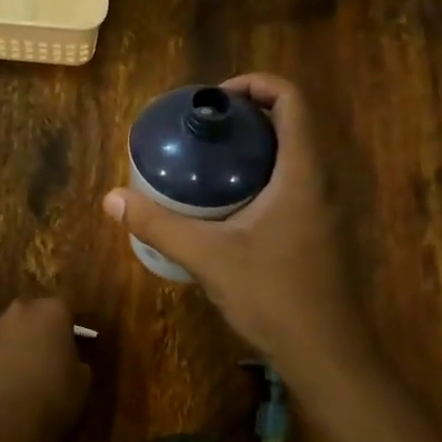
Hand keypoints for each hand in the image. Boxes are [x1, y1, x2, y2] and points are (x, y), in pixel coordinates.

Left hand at [0, 297, 89, 441]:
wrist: (6, 420)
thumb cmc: (54, 396)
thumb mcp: (83, 381)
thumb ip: (78, 361)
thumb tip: (71, 361)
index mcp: (52, 310)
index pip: (65, 311)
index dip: (68, 331)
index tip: (71, 350)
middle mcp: (22, 309)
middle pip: (35, 314)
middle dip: (40, 331)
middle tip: (48, 357)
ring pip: (12, 330)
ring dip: (18, 343)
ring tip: (25, 373)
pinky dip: (1, 359)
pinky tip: (7, 383)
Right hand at [103, 74, 360, 373]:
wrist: (329, 358)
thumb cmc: (275, 297)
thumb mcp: (208, 257)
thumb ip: (159, 225)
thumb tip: (112, 199)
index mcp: (302, 173)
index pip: (292, 100)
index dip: (256, 83)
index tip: (215, 99)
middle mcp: (320, 181)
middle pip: (292, 122)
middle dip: (248, 114)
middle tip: (203, 128)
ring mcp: (324, 209)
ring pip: (293, 155)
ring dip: (254, 146)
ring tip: (207, 159)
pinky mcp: (319, 232)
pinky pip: (292, 182)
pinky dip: (260, 174)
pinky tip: (225, 204)